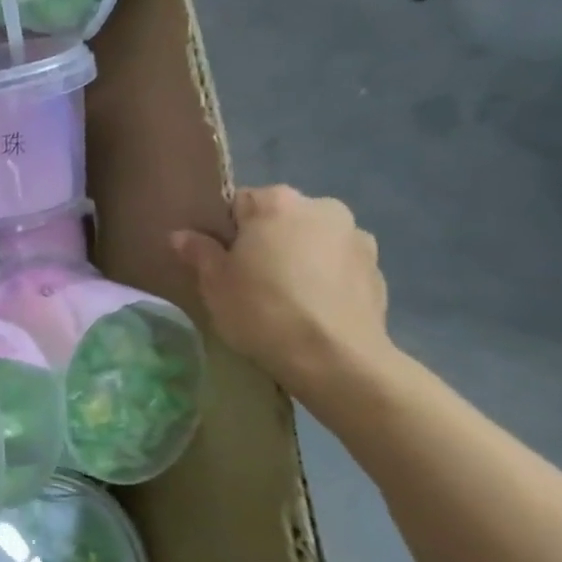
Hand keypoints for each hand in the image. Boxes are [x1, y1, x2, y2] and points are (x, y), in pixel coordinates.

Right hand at [172, 185, 393, 390]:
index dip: (224, 232)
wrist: (337, 360)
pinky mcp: (379, 270)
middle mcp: (322, 207)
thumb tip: (182, 235)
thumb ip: (198, 252)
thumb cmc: (263, 311)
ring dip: (299, 257)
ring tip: (285, 296)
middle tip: (249, 279)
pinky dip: (325, 277)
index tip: (220, 261)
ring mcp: (357, 237)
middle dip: (266, 240)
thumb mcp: (214, 284)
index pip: (238, 203)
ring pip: (312, 240)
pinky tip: (313, 308)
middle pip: (280, 218)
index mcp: (277, 202)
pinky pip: (338, 265)